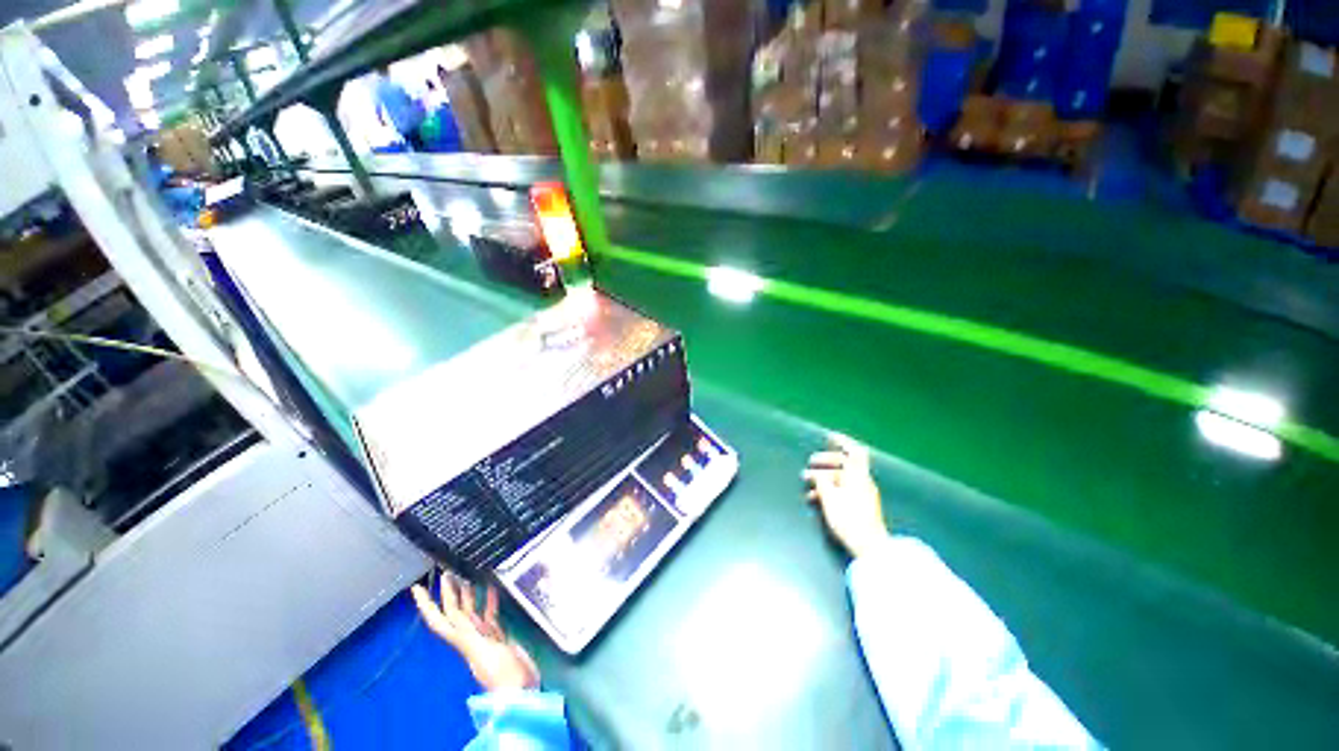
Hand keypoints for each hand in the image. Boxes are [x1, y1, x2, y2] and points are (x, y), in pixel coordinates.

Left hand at [412, 574, 539, 691]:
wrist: (520, 689)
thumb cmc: (500, 673)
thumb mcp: (481, 653)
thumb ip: (471, 635)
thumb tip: (458, 617)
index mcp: (462, 638)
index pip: (438, 618)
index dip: (425, 604)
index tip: (416, 588)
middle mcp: (469, 635)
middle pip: (453, 610)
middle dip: (447, 592)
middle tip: (445, 571)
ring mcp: (484, 636)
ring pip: (470, 611)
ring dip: (466, 594)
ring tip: (466, 575)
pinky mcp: (499, 636)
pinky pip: (490, 614)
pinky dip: (489, 600)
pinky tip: (492, 588)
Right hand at [802, 433, 889, 558]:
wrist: (870, 547)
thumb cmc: (850, 520)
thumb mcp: (830, 499)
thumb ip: (822, 483)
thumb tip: (816, 474)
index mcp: (858, 477)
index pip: (854, 452)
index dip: (843, 441)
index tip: (829, 436)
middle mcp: (862, 482)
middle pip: (844, 464)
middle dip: (825, 462)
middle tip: (809, 463)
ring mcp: (863, 494)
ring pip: (841, 478)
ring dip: (824, 477)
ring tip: (807, 483)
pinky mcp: (860, 505)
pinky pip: (843, 489)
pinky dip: (829, 489)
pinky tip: (815, 497)